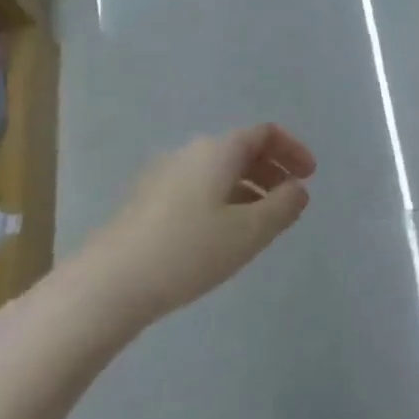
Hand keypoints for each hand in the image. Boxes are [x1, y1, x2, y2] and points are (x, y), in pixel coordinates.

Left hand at [79, 124, 315, 325]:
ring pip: (218, 171)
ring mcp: (163, 176)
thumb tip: (297, 189)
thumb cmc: (190, 251)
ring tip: (261, 223)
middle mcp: (189, 153)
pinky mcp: (146, 202)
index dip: (293, 150)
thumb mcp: (251, 231)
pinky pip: (198, 188)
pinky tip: (223, 235)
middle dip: (272, 170)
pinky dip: (223, 200)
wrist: (108, 285)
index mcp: (218, 150)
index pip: (265, 133)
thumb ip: (284, 206)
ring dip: (248, 188)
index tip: (310, 176)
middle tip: (290, 200)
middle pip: (241, 149)